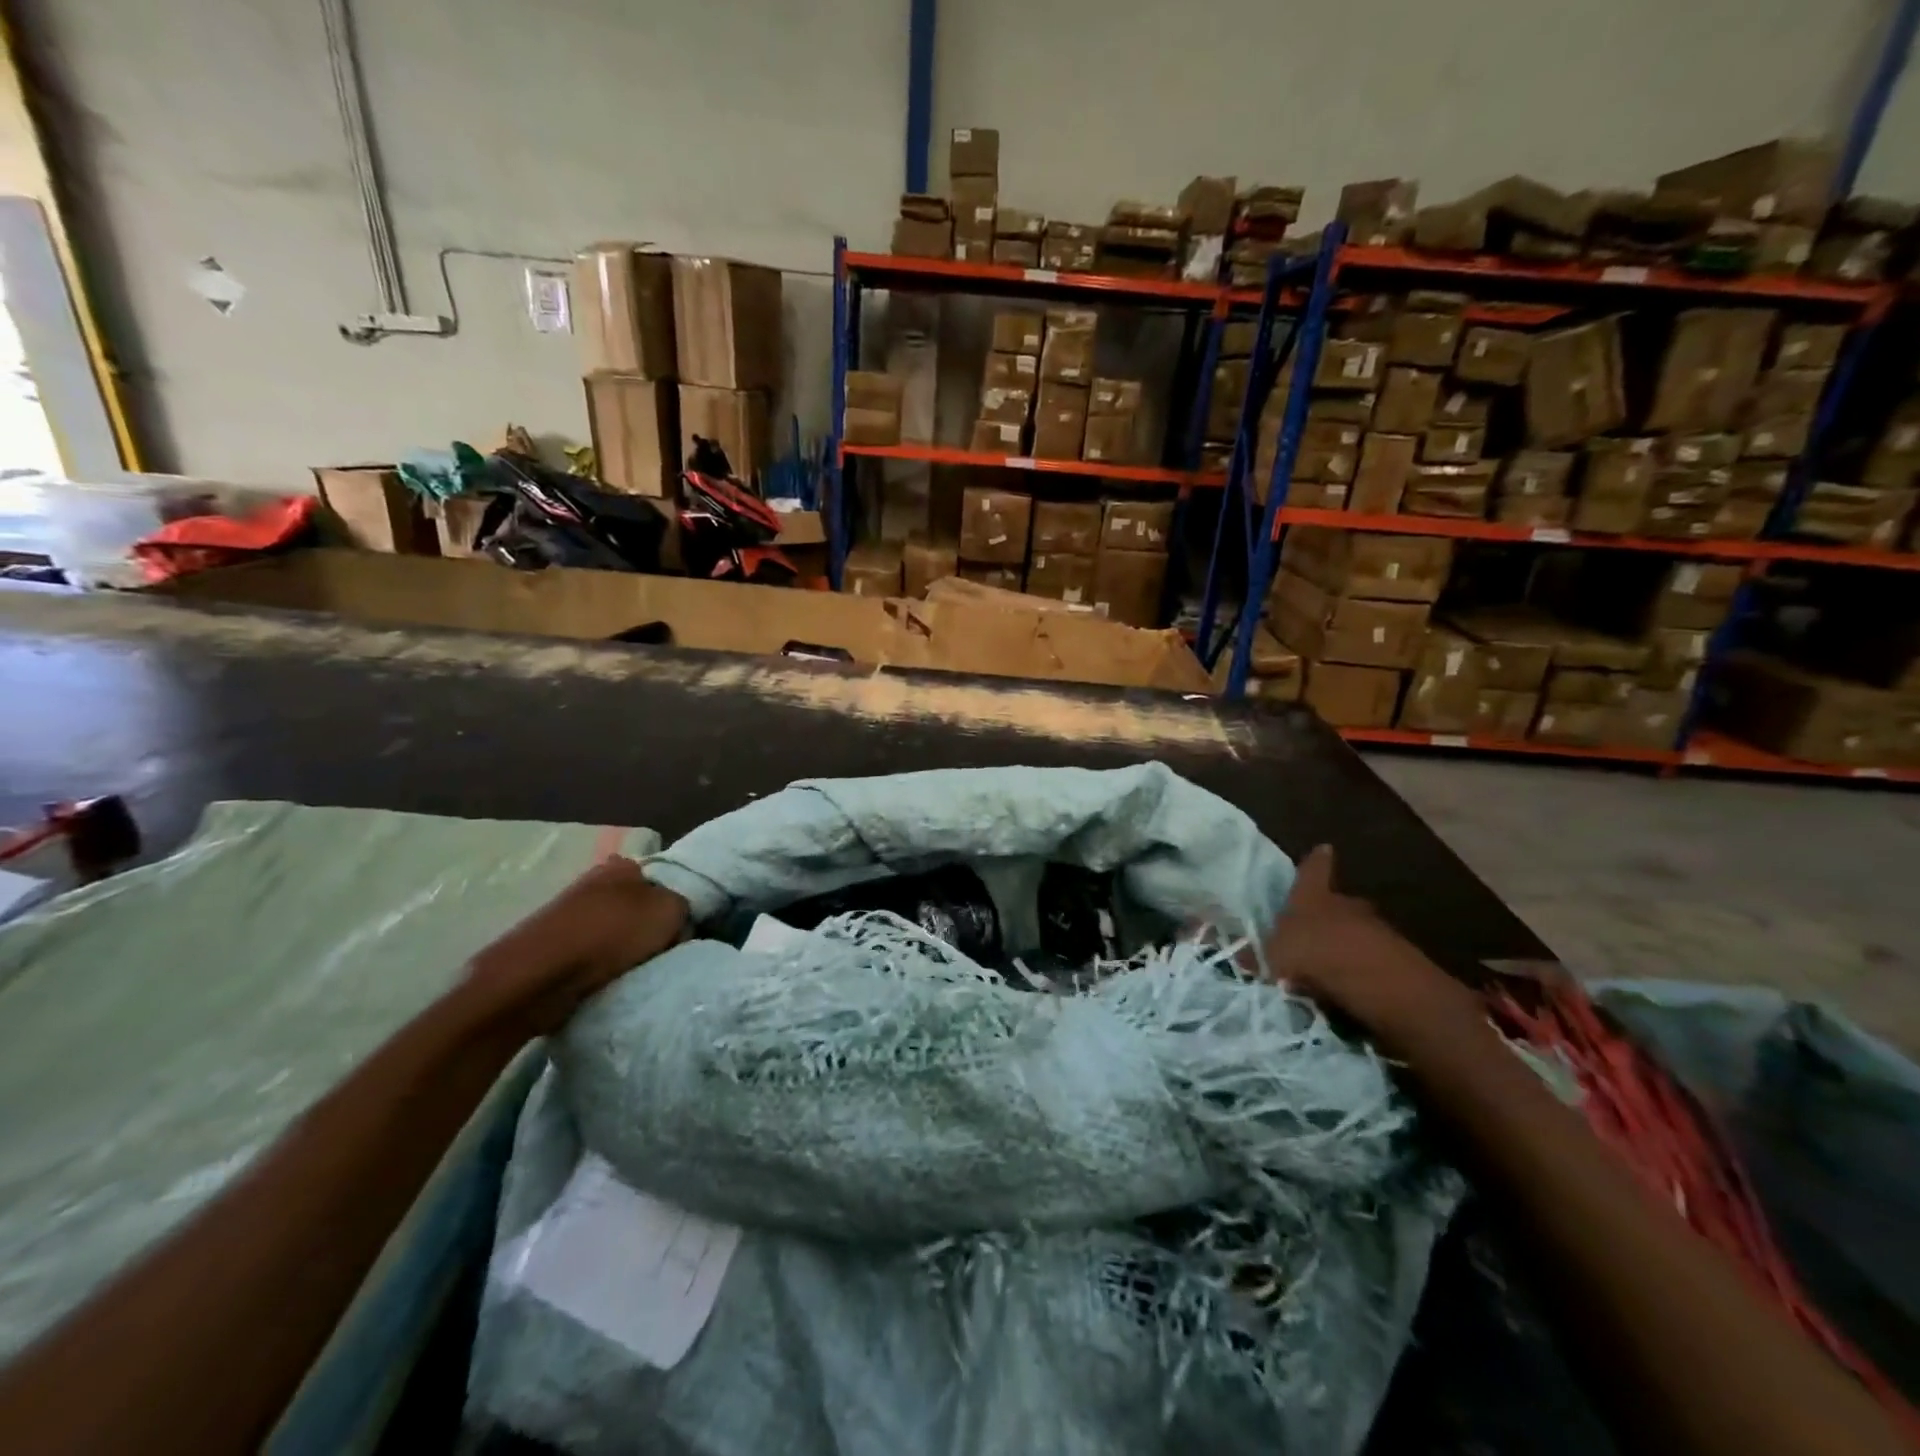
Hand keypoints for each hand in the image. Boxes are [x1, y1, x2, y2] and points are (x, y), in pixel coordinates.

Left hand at [466, 856, 689, 1035]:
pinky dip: (601, 964)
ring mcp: (569, 912)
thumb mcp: (669, 911)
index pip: (661, 877)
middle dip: (649, 925)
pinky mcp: (552, 944)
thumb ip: (684, 905)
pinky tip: (608, 978)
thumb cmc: (610, 934)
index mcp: (623, 865)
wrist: (538, 977)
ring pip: (614, 928)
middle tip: (663, 950)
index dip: (675, 902)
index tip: (682, 928)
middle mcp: (594, 880)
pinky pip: (592, 952)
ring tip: (636, 969)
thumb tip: (680, 917)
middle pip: (637, 904)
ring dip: (625, 947)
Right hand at [1261, 845, 1487, 1057]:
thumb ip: (1255, 954)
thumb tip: (1231, 952)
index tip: (1324, 848)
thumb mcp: (1272, 956)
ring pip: (1357, 930)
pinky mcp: (1399, 961)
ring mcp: (1378, 931)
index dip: (1316, 862)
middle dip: (1328, 912)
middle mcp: (1347, 906)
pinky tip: (1348, 985)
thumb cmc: (1316, 955)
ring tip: (1328, 963)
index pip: (1313, 871)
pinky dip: (1360, 968)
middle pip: (1338, 902)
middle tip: (1314, 926)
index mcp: (1315, 897)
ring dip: (1345, 942)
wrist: (1381, 984)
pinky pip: (1372, 958)